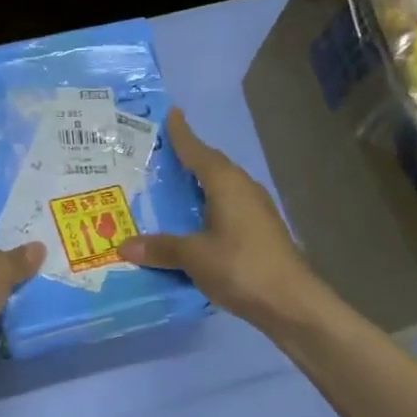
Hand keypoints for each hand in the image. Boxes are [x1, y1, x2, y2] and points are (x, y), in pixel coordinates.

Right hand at [118, 109, 322, 331]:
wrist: (291, 303)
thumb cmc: (240, 267)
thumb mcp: (193, 256)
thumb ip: (160, 248)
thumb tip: (124, 246)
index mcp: (226, 184)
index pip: (198, 151)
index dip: (182, 134)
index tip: (171, 114)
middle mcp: (243, 189)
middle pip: (212, 166)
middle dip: (189, 158)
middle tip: (161, 154)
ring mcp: (256, 211)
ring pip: (221, 188)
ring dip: (199, 184)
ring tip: (172, 187)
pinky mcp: (260, 232)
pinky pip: (227, 207)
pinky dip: (207, 207)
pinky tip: (194, 222)